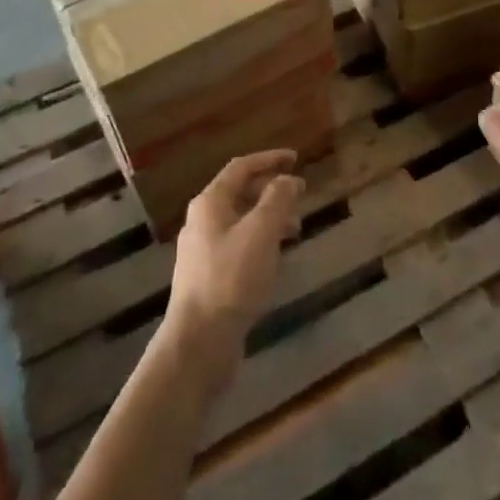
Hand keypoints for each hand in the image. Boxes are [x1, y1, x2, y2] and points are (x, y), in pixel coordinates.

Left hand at [165, 150, 303, 383]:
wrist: (198, 342)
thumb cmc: (231, 279)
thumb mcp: (261, 233)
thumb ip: (277, 200)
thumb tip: (288, 179)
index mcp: (210, 203)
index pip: (241, 167)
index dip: (269, 159)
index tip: (296, 158)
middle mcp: (202, 221)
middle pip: (239, 193)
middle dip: (271, 190)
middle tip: (300, 196)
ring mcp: (202, 250)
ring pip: (241, 221)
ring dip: (269, 218)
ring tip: (296, 229)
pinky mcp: (208, 277)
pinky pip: (239, 245)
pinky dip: (260, 241)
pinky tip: (275, 259)